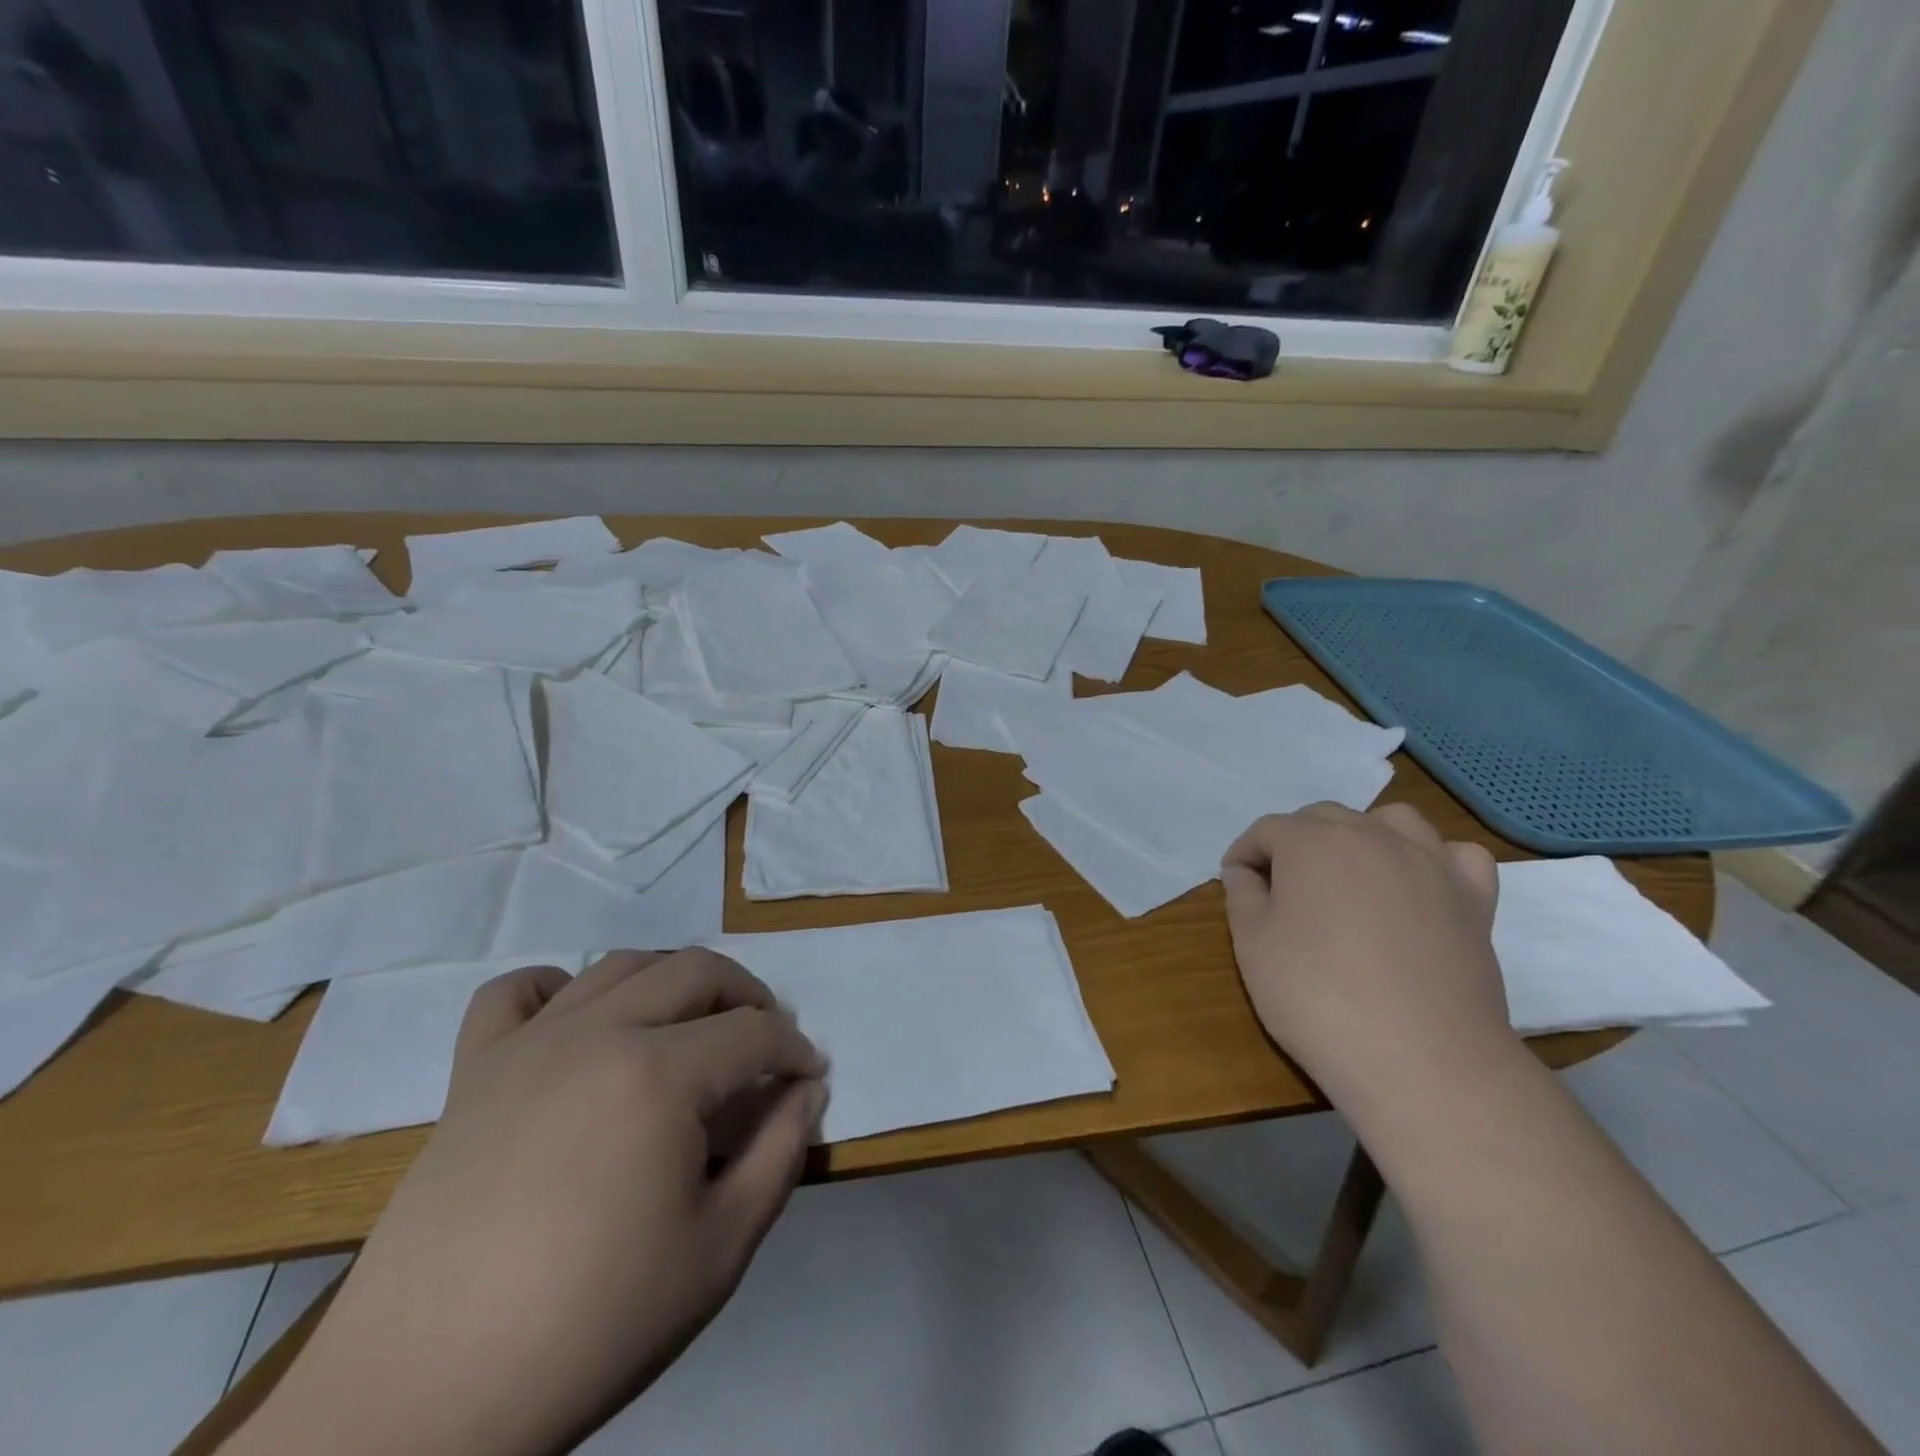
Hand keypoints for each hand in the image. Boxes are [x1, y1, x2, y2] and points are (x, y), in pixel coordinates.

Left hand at [237, 949, 826, 1455]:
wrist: (423, 1400)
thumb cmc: (591, 1325)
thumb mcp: (720, 1249)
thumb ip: (780, 1154)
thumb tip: (807, 1091)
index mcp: (660, 1075)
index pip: (755, 1030)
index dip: (795, 1049)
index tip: (809, 1078)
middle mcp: (598, 1033)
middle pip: (696, 970)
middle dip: (748, 996)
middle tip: (764, 1043)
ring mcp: (529, 1045)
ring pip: (620, 965)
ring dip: (673, 980)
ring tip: (690, 1026)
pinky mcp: (473, 1071)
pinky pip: (515, 993)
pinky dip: (557, 987)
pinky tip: (578, 1023)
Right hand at [1220, 802, 1513, 1114]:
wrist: (1421, 1061)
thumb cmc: (1318, 997)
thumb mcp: (1252, 946)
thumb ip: (1242, 896)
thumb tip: (1245, 872)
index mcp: (1312, 842)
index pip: (1267, 830)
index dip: (1244, 854)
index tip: (1235, 883)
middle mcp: (1372, 836)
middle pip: (1324, 818)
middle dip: (1295, 842)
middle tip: (1281, 888)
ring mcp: (1430, 863)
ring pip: (1392, 821)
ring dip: (1363, 836)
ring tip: (1349, 874)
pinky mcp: (1474, 900)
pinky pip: (1455, 856)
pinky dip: (1433, 860)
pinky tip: (1417, 886)